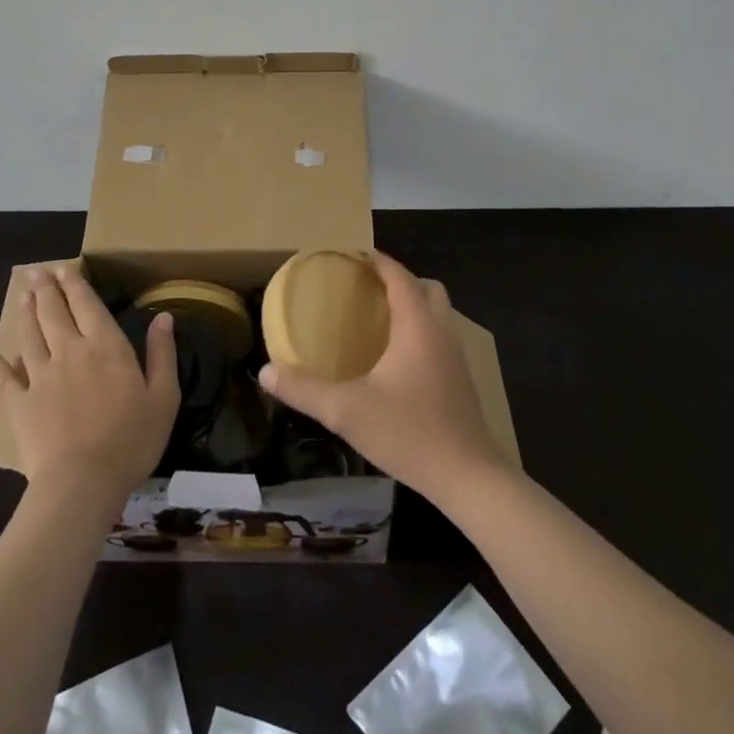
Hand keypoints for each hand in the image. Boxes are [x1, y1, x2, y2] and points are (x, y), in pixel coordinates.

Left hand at [0, 265, 180, 501]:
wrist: (82, 482)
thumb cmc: (131, 439)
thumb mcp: (163, 396)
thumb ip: (162, 353)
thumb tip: (163, 317)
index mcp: (105, 346)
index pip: (87, 304)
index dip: (75, 284)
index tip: (65, 268)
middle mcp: (70, 351)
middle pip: (54, 312)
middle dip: (46, 289)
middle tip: (37, 272)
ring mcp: (40, 377)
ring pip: (29, 336)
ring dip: (26, 313)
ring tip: (22, 296)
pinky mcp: (20, 404)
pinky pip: (5, 379)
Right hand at [259, 252, 505, 501]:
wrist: (468, 477)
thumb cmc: (409, 432)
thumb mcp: (347, 411)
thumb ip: (305, 389)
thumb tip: (265, 372)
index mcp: (417, 325)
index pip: (399, 276)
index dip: (377, 261)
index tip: (352, 256)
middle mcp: (441, 332)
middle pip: (428, 288)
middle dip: (400, 281)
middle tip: (366, 290)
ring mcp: (456, 357)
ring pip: (438, 314)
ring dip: (414, 307)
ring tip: (378, 321)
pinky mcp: (461, 380)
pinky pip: (440, 337)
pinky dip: (420, 332)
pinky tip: (396, 360)